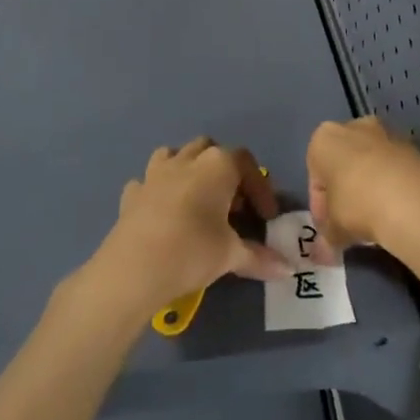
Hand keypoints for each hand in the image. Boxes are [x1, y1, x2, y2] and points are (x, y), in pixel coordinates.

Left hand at [89, 138, 291, 318]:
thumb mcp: (231, 255)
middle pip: (211, 150)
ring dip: (188, 169)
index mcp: (217, 165)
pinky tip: (162, 212)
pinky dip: (157, 191)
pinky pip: (147, 182)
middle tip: (232, 205)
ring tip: (196, 199)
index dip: (260, 188)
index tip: (265, 218)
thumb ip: (259, 258)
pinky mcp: (131, 194)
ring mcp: (154, 173)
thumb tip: (287, 269)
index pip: (247, 163)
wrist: (132, 270)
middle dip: (224, 171)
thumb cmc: (191, 251)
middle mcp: (187, 159)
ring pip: (175, 154)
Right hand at [306, 116, 419, 263]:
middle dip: (345, 192)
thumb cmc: (356, 204)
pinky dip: (392, 185)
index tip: (329, 229)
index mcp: (324, 139)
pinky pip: (394, 168)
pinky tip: (396, 211)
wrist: (409, 198)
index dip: (321, 207)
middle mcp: (354, 127)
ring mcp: (386, 133)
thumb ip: (326, 236)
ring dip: (370, 187)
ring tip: (375, 221)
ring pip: (370, 164)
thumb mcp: (333, 228)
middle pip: (344, 164)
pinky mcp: (413, 145)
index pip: (315, 176)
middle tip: (350, 224)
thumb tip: (324, 251)